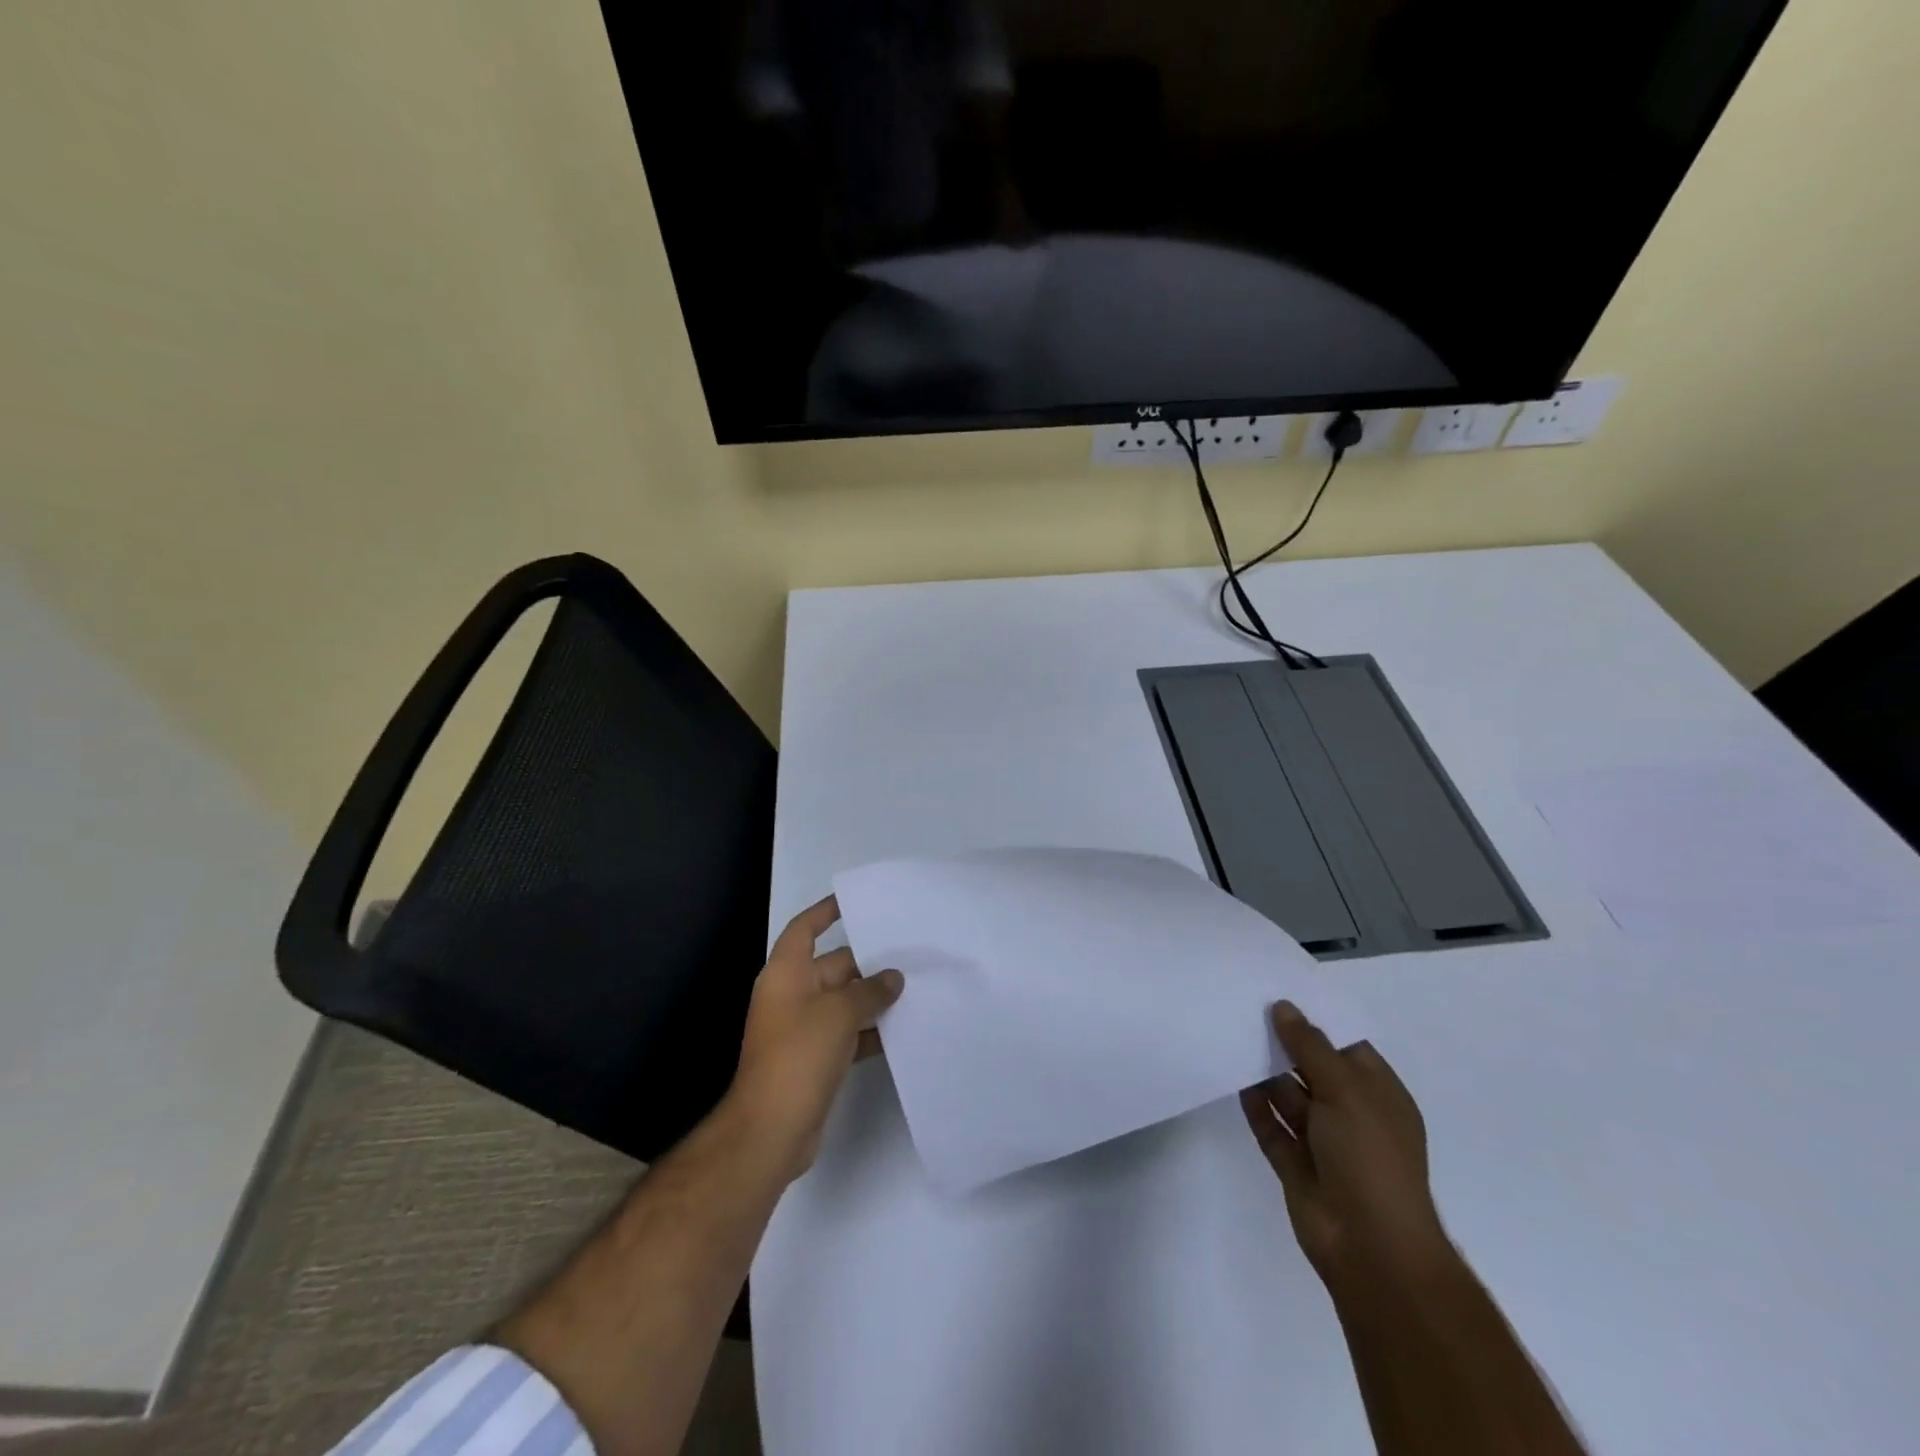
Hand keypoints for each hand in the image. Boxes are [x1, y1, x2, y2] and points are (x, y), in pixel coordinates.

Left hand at [726, 896, 902, 1183]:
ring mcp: (802, 1029)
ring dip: (873, 998)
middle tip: (909, 954)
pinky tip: (902, 1030)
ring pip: (843, 1002)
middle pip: (833, 966)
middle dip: (868, 961)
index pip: (805, 929)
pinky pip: (847, 1033)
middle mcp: (792, 996)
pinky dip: (869, 1030)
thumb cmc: (799, 1055)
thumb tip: (892, 978)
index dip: (825, 912)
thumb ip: (869, 991)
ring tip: (915, 988)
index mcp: (786, 973)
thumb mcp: (839, 1013)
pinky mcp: (815, 1059)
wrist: (771, 1129)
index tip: (853, 901)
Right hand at [1240, 1002, 1453, 1292]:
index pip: (1345, 1047)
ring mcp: (1322, 1141)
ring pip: (1288, 1096)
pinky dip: (1254, 1104)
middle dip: (1284, 1043)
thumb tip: (1283, 1007)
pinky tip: (1233, 1078)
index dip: (1315, 1021)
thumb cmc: (1371, 1158)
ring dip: (1265, 1071)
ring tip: (1232, 1034)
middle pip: (1312, 1068)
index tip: (1278, 991)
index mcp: (1377, 1095)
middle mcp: (1350, 1114)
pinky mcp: (1295, 1164)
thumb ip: (1310, 1046)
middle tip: (1245, 1006)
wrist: (1371, 1248)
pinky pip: (1270, 1126)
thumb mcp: (1346, 1091)